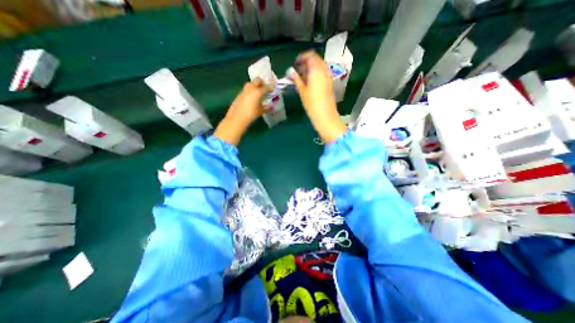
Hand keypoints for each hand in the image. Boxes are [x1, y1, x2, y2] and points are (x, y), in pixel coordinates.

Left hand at [214, 79, 269, 145]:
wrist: (237, 117)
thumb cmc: (251, 114)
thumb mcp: (260, 111)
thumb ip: (266, 107)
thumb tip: (269, 106)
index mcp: (258, 92)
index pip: (267, 87)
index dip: (271, 87)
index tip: (273, 89)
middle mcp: (251, 88)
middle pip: (258, 80)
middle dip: (262, 83)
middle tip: (266, 87)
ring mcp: (244, 89)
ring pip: (251, 83)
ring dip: (256, 85)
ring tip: (259, 92)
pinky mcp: (240, 93)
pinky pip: (247, 89)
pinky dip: (251, 90)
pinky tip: (252, 97)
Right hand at [293, 51, 344, 143]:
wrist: (325, 115)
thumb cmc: (312, 104)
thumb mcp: (302, 91)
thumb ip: (296, 79)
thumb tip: (290, 72)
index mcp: (316, 70)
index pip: (310, 56)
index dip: (302, 57)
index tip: (296, 63)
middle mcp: (324, 70)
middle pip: (316, 59)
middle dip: (307, 62)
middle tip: (298, 70)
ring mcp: (329, 76)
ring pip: (320, 66)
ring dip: (312, 67)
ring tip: (303, 76)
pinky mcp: (330, 83)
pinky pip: (323, 72)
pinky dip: (316, 72)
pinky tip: (310, 81)